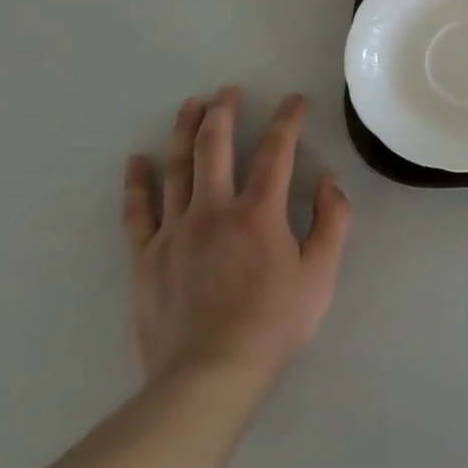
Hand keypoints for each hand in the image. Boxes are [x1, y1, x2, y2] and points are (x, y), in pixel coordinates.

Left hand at [123, 89, 351, 401]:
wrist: (208, 376)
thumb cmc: (274, 324)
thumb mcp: (321, 274)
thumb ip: (332, 222)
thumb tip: (330, 182)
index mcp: (260, 212)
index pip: (277, 151)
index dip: (288, 120)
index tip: (295, 100)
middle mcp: (214, 210)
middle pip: (215, 147)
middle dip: (224, 113)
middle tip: (229, 91)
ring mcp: (174, 231)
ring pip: (176, 168)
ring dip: (183, 132)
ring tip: (190, 105)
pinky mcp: (145, 257)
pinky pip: (137, 211)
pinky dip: (136, 183)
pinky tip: (135, 161)